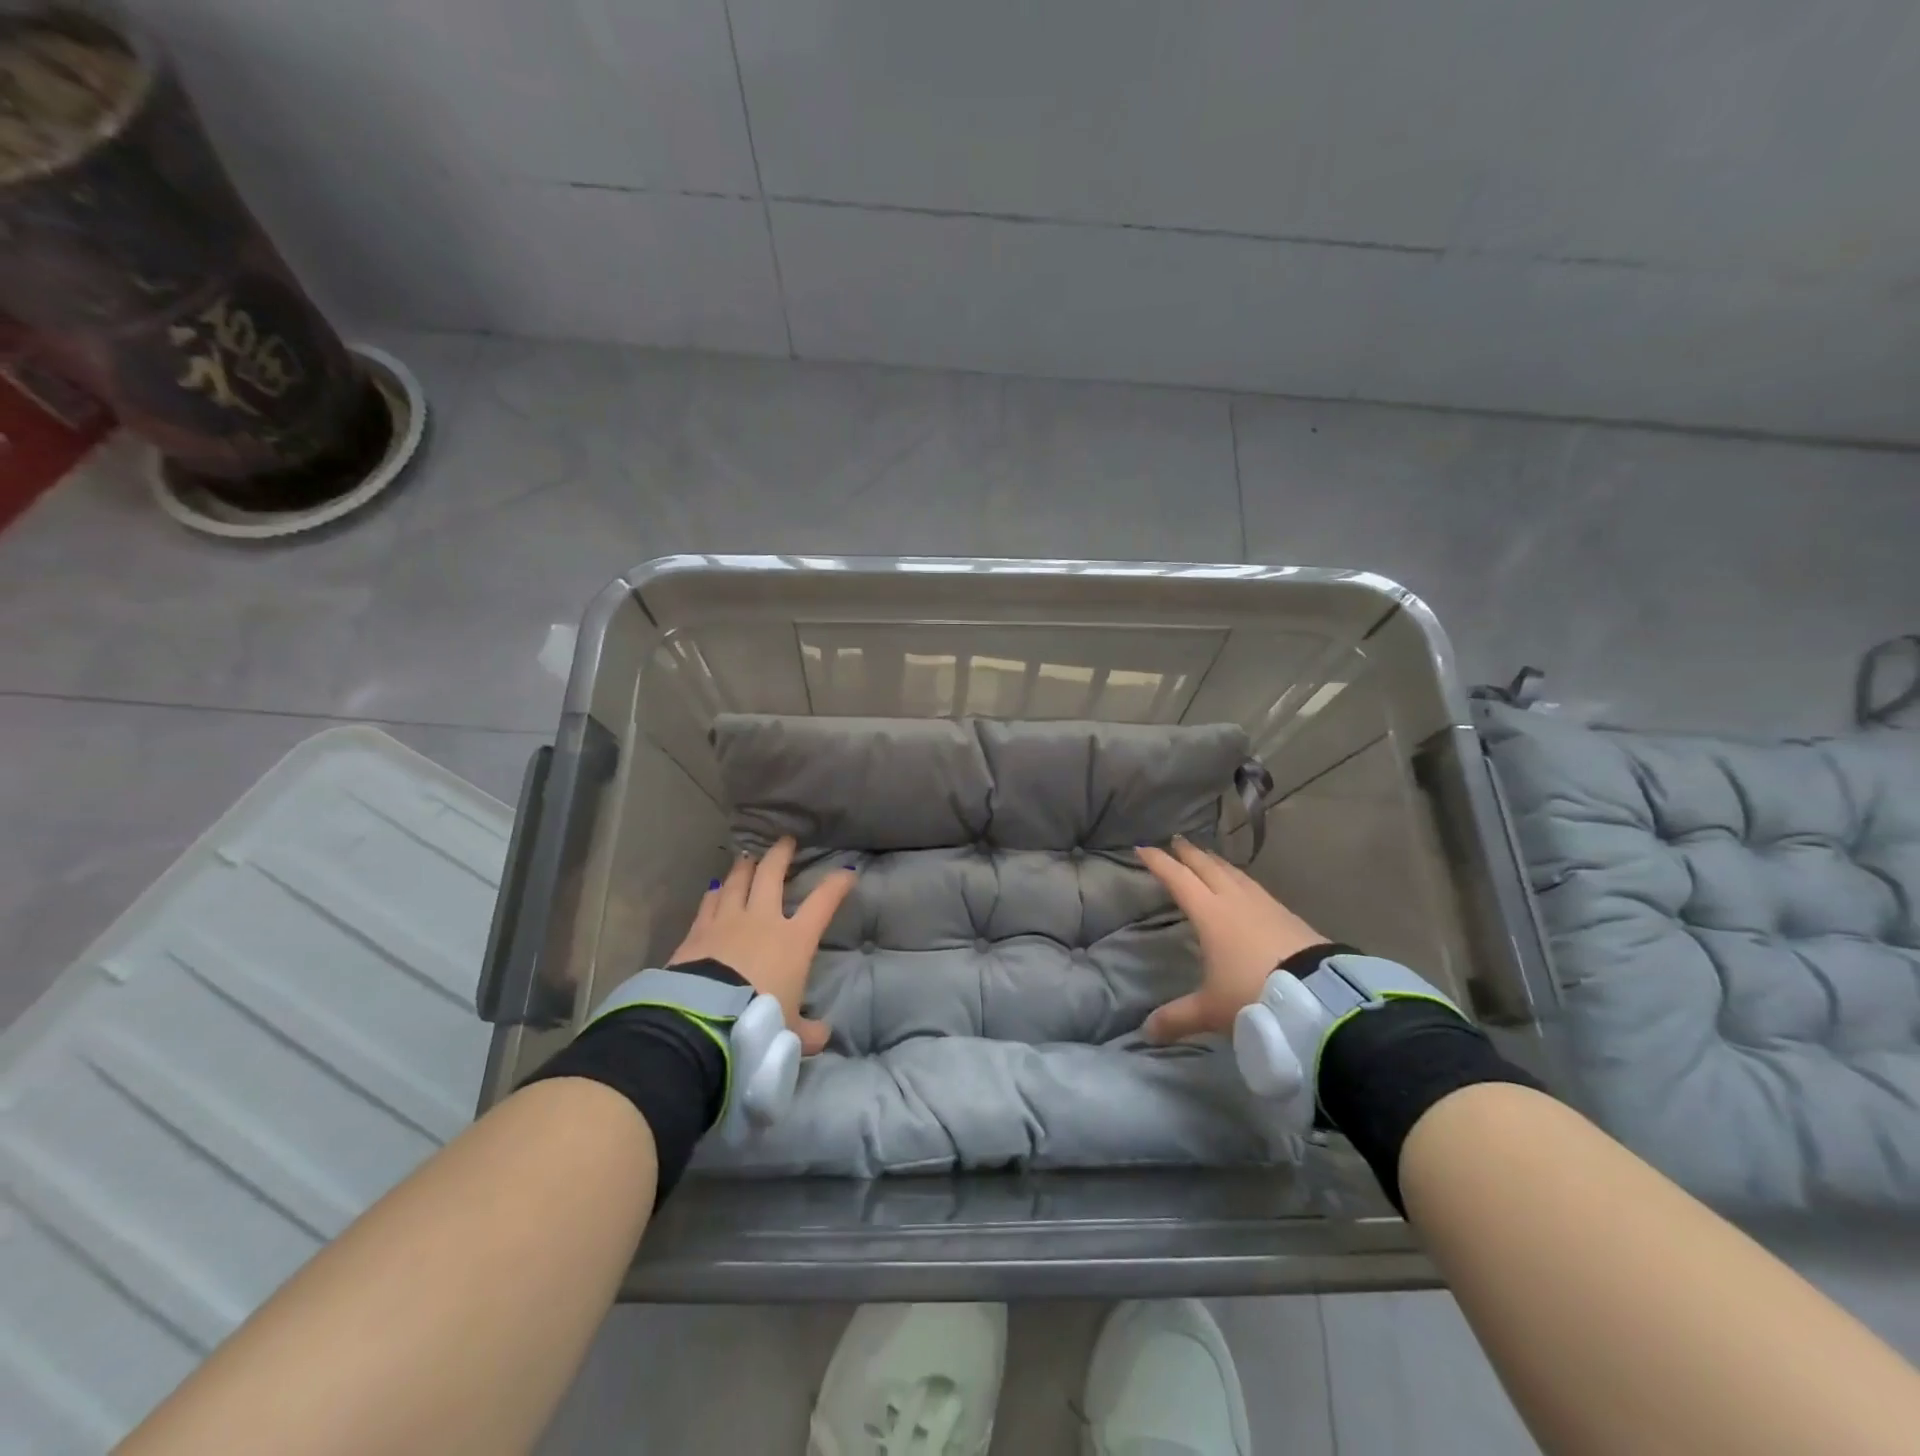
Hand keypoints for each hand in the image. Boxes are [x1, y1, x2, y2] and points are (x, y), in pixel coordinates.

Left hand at [667, 837, 854, 1055]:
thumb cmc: (757, 1020)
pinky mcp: (698, 931)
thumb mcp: (790, 1033)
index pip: (823, 902)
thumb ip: (808, 1031)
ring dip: (745, 867)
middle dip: (781, 855)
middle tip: (786, 841)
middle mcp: (762, 920)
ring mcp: (727, 921)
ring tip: (749, 856)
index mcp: (794, 940)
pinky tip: (715, 887)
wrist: (703, 1020)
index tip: (847, 873)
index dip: (837, 885)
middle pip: (772, 875)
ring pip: (737, 881)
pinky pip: (709, 902)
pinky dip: (715, 892)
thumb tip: (822, 1037)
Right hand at [1137, 835, 1326, 1043]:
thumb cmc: (1255, 994)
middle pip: (1206, 867)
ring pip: (1233, 873)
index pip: (1178, 879)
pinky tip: (1244, 887)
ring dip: (1216, 862)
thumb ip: (1178, 1018)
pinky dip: (1240, 878)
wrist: (1319, 995)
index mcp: (1209, 914)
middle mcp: (1234, 900)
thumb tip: (1146, 1032)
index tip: (1142, 849)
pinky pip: (1254, 886)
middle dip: (1188, 853)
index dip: (1158, 863)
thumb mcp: (1212, 1010)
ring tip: (1207, 857)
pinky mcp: (1286, 914)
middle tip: (1175, 841)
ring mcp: (1263, 904)